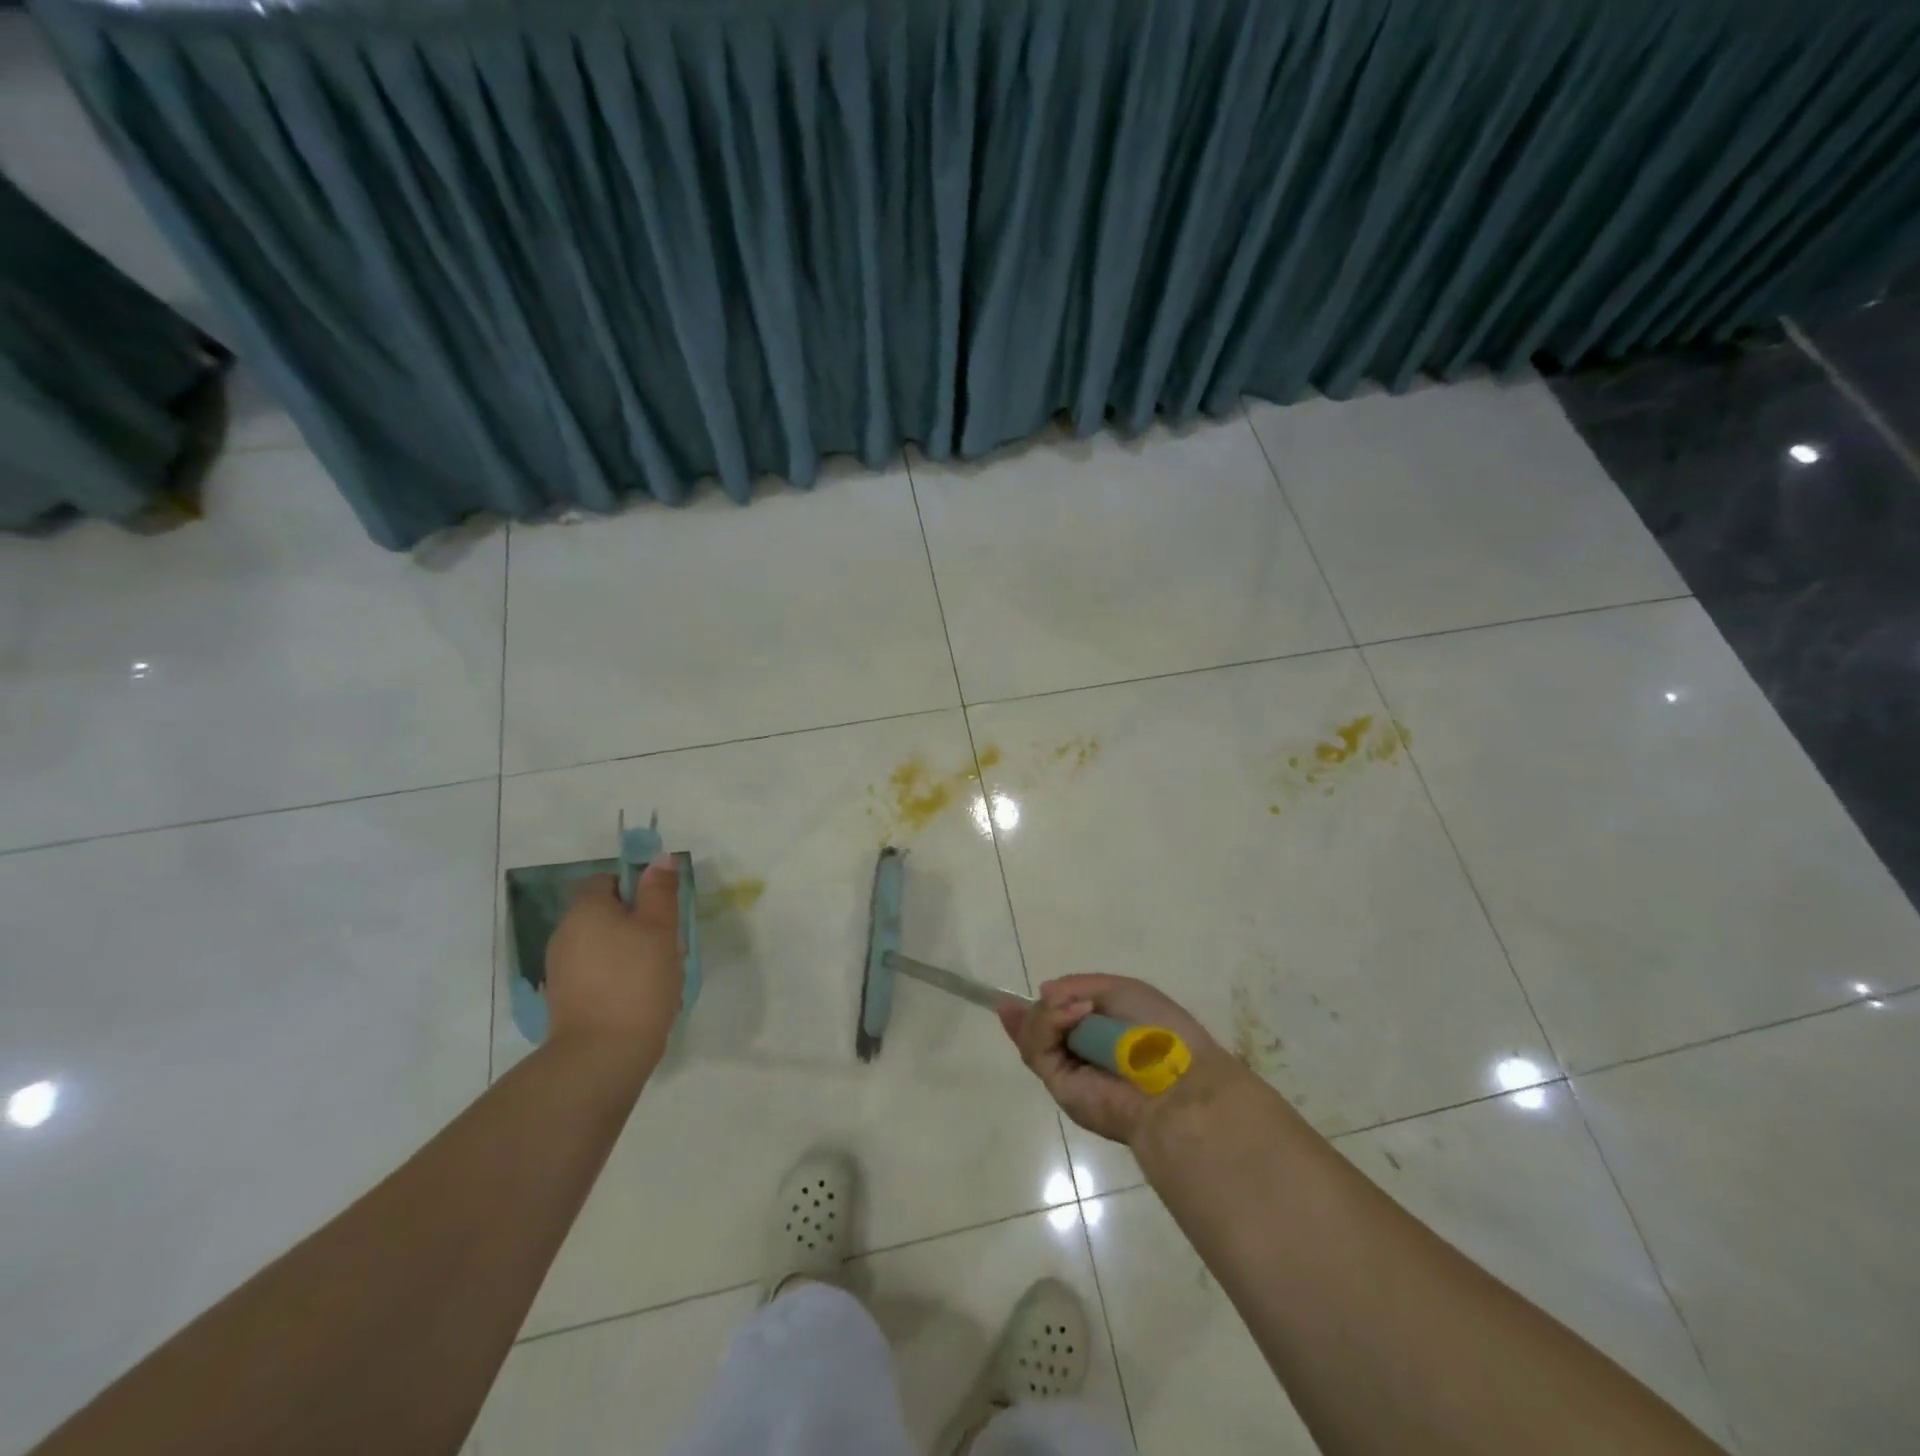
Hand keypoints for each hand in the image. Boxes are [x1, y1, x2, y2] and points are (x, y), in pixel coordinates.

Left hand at [544, 858, 684, 1074]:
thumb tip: (659, 860)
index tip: (661, 909)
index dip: (635, 888)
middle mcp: (565, 934)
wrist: (602, 1054)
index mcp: (586, 910)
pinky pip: (597, 972)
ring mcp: (561, 969)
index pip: (606, 881)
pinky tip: (641, 995)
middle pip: (605, 913)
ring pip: (603, 944)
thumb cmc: (637, 980)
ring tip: (660, 972)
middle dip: (638, 922)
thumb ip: (660, 891)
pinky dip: (618, 976)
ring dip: (631, 950)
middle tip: (668, 942)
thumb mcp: (660, 929)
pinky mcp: (566, 999)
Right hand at [999, 974, 1231, 1145]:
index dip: (1041, 1007)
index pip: (1060, 1020)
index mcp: (1100, 1034)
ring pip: (1032, 1035)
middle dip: (1040, 1010)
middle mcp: (1081, 1054)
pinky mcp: (1059, 1086)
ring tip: (1077, 1008)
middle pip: (1039, 1026)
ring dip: (1047, 1013)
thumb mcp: (1120, 991)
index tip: (1014, 997)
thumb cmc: (1158, 1031)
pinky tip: (1074, 1013)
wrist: (1176, 1082)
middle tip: (1056, 999)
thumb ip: (1078, 986)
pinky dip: (1049, 1023)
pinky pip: (1037, 1048)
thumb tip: (1043, 992)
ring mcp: (1068, 1071)